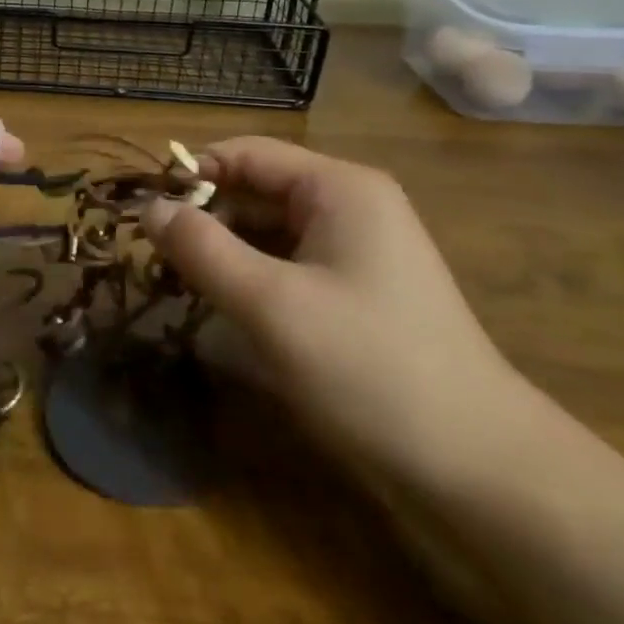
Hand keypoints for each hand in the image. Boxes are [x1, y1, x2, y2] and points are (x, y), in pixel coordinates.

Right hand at [141, 137, 541, 491]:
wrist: (481, 469)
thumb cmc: (369, 368)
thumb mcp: (271, 304)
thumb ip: (202, 249)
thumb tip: (148, 208)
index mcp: (338, 187)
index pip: (246, 153)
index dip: (191, 173)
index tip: (142, 209)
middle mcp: (351, 205)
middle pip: (257, 189)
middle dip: (205, 216)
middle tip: (153, 255)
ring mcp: (358, 251)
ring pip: (270, 230)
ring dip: (224, 250)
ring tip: (177, 281)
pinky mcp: (359, 292)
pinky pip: (290, 264)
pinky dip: (252, 276)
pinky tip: (223, 305)